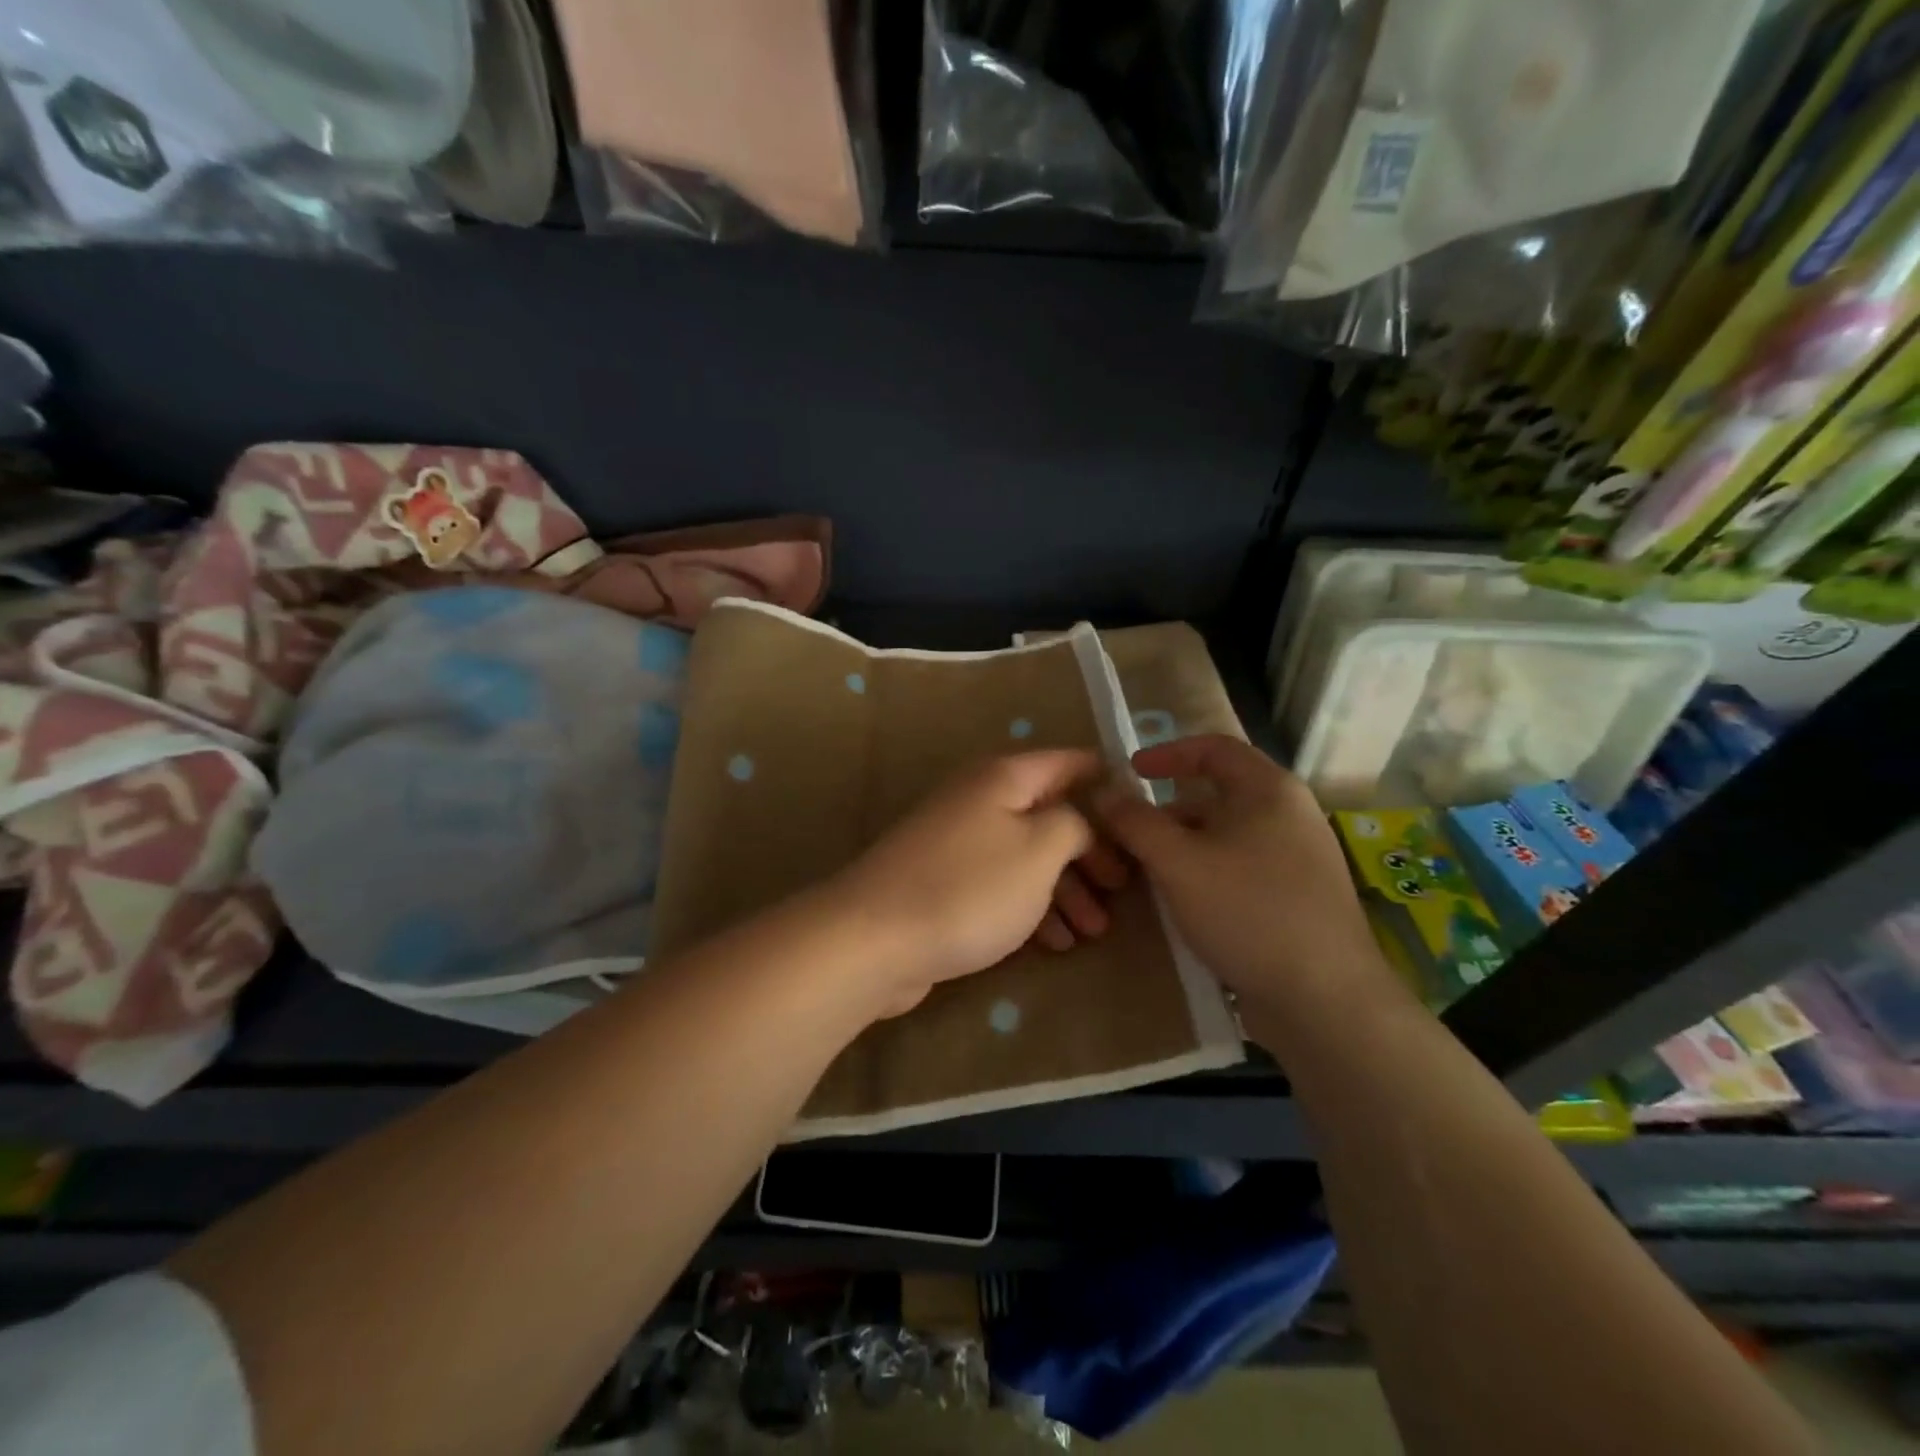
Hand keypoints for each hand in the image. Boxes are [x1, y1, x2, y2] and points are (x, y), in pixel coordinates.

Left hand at [827, 750, 1128, 1016]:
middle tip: (1122, 890)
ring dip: (1065, 889)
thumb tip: (1080, 819)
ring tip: (1094, 931)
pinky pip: (1001, 886)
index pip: (1069, 763)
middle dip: (1090, 853)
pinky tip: (1054, 943)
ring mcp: (958, 843)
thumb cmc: (968, 888)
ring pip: (1027, 856)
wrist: (874, 939)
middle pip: (1050, 815)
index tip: (1142, 815)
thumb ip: (1074, 824)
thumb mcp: (1040, 850)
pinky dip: (1031, 908)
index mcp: (1004, 778)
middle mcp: (980, 800)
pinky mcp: (945, 884)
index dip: (1108, 782)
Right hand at [1093, 735, 1400, 1034]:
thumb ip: (1136, 823)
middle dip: (1168, 811)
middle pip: (1218, 794)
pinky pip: (1243, 866)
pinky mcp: (1300, 896)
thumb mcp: (1178, 863)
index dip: (1167, 753)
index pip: (1213, 748)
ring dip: (1185, 845)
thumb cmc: (1248, 912)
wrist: (1325, 1000)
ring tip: (1149, 873)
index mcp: (1269, 790)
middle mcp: (1291, 814)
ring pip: (1228, 835)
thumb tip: (1104, 792)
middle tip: (1130, 835)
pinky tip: (1186, 903)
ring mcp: (1300, 857)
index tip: (1130, 770)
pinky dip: (1208, 871)